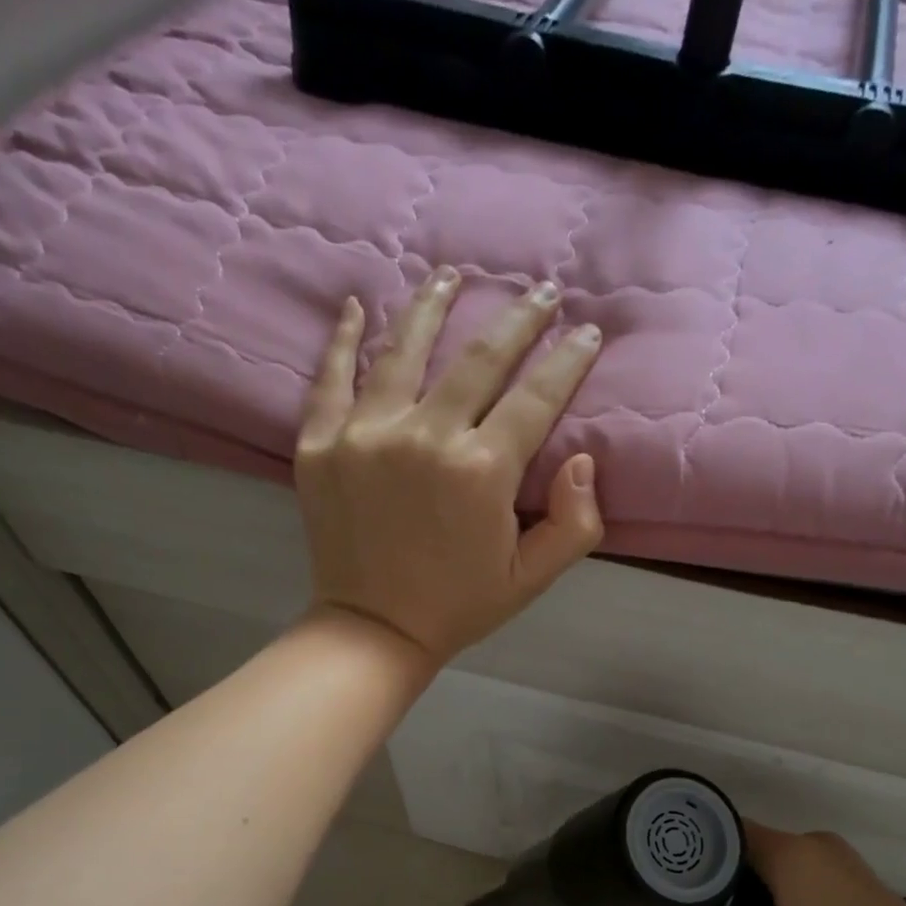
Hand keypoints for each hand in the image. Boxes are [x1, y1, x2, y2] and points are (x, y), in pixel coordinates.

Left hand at [295, 268, 605, 663]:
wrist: (374, 630)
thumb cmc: (459, 606)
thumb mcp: (532, 579)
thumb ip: (574, 523)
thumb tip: (580, 458)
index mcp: (481, 471)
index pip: (536, 397)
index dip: (567, 361)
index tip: (587, 333)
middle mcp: (424, 436)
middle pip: (479, 358)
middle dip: (519, 319)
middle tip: (540, 291)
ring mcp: (365, 433)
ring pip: (404, 348)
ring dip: (433, 305)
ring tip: (451, 275)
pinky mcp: (319, 442)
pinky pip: (331, 375)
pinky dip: (343, 337)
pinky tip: (356, 305)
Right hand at [653, 823, 905, 905]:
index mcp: (792, 852)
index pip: (722, 832)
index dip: (690, 853)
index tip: (663, 880)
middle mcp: (815, 844)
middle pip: (746, 849)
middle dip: (715, 880)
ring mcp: (841, 862)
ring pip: (773, 866)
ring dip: (746, 892)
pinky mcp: (857, 884)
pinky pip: (799, 877)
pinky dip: (776, 897)